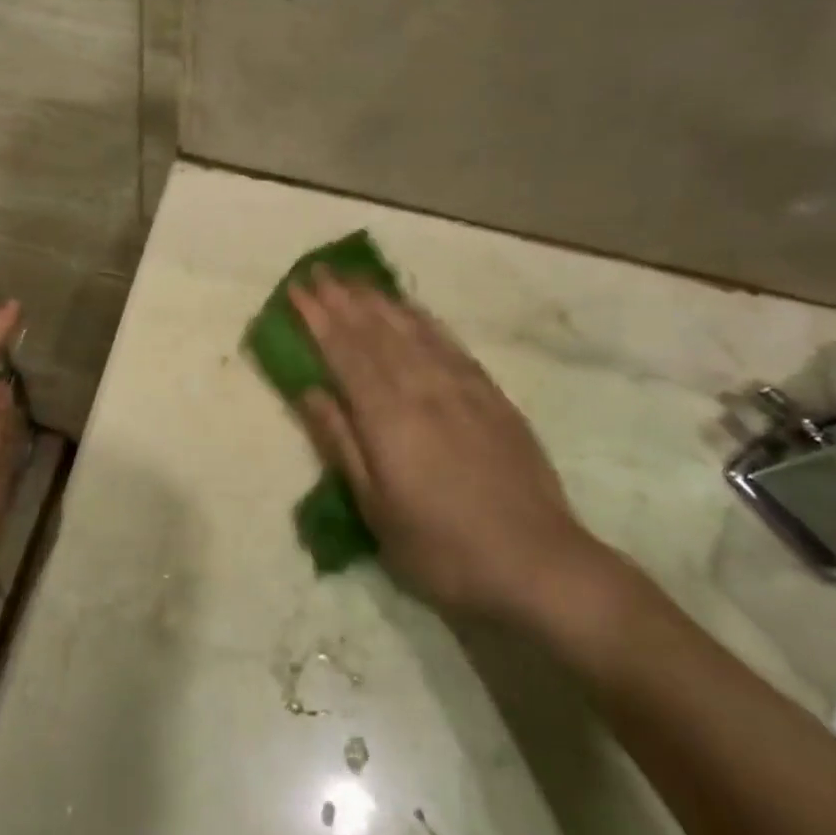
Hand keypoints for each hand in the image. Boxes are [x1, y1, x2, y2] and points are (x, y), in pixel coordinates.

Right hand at [289, 273, 615, 623]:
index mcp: (386, 415)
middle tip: (319, 270)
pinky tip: (413, 309)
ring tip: (356, 279)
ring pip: (411, 329)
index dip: (317, 317)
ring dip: (379, 300)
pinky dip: (424, 319)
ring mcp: (461, 387)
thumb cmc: (442, 548)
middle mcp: (421, 387)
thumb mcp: (376, 509)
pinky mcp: (491, 395)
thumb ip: (341, 442)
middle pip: (375, 331)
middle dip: (343, 298)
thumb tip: (309, 391)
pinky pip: (449, 343)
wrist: (538, 564)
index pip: (343, 351)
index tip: (297, 288)